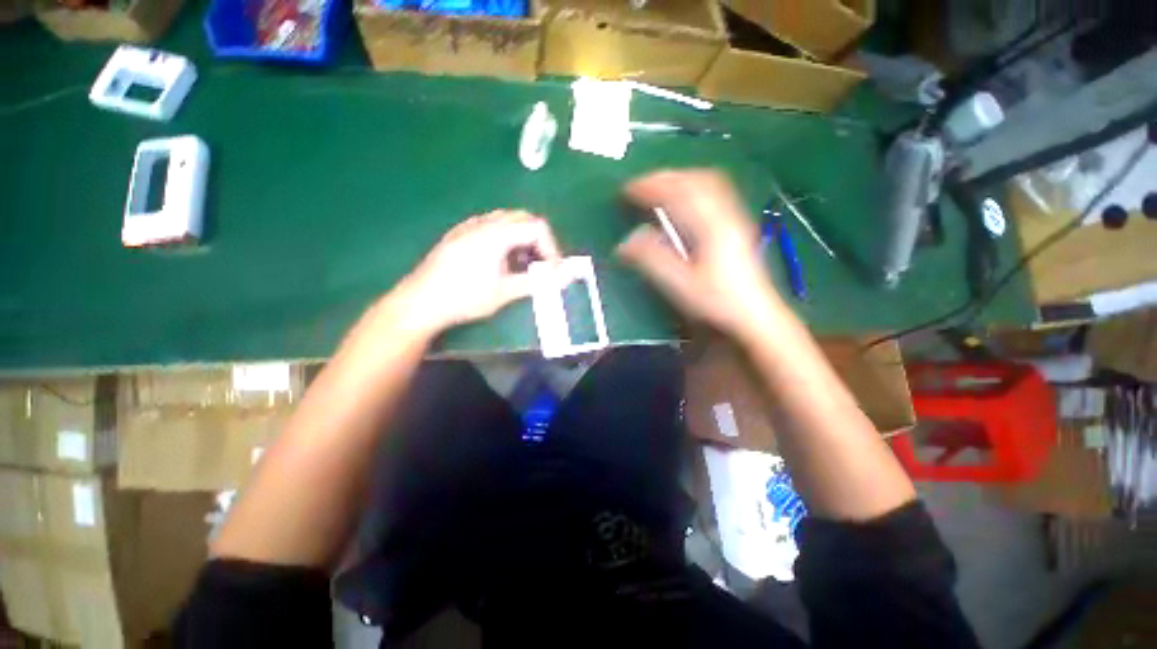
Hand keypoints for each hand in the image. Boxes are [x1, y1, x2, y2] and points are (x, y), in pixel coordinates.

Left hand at [400, 211, 560, 333]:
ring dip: (522, 237)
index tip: (553, 269)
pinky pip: (490, 225)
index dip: (552, 247)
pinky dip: (505, 237)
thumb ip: (537, 281)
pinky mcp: (459, 233)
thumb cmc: (465, 298)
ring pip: (507, 219)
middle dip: (539, 240)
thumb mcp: (505, 292)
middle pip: (524, 218)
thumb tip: (562, 277)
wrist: (421, 302)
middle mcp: (483, 223)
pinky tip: (500, 259)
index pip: (537, 227)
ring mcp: (469, 226)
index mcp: (496, 234)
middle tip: (541, 264)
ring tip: (522, 263)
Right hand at [617, 169, 783, 339]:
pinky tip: (685, 199)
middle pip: (694, 180)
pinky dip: (693, 187)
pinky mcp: (736, 226)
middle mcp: (724, 214)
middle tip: (639, 185)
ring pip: (707, 183)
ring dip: (679, 179)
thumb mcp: (680, 284)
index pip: (677, 193)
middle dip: (664, 178)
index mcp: (710, 227)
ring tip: (658, 187)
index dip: (649, 187)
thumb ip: (653, 260)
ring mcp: (734, 218)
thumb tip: (625, 241)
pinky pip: (714, 193)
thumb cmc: (717, 302)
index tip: (626, 190)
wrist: (755, 315)